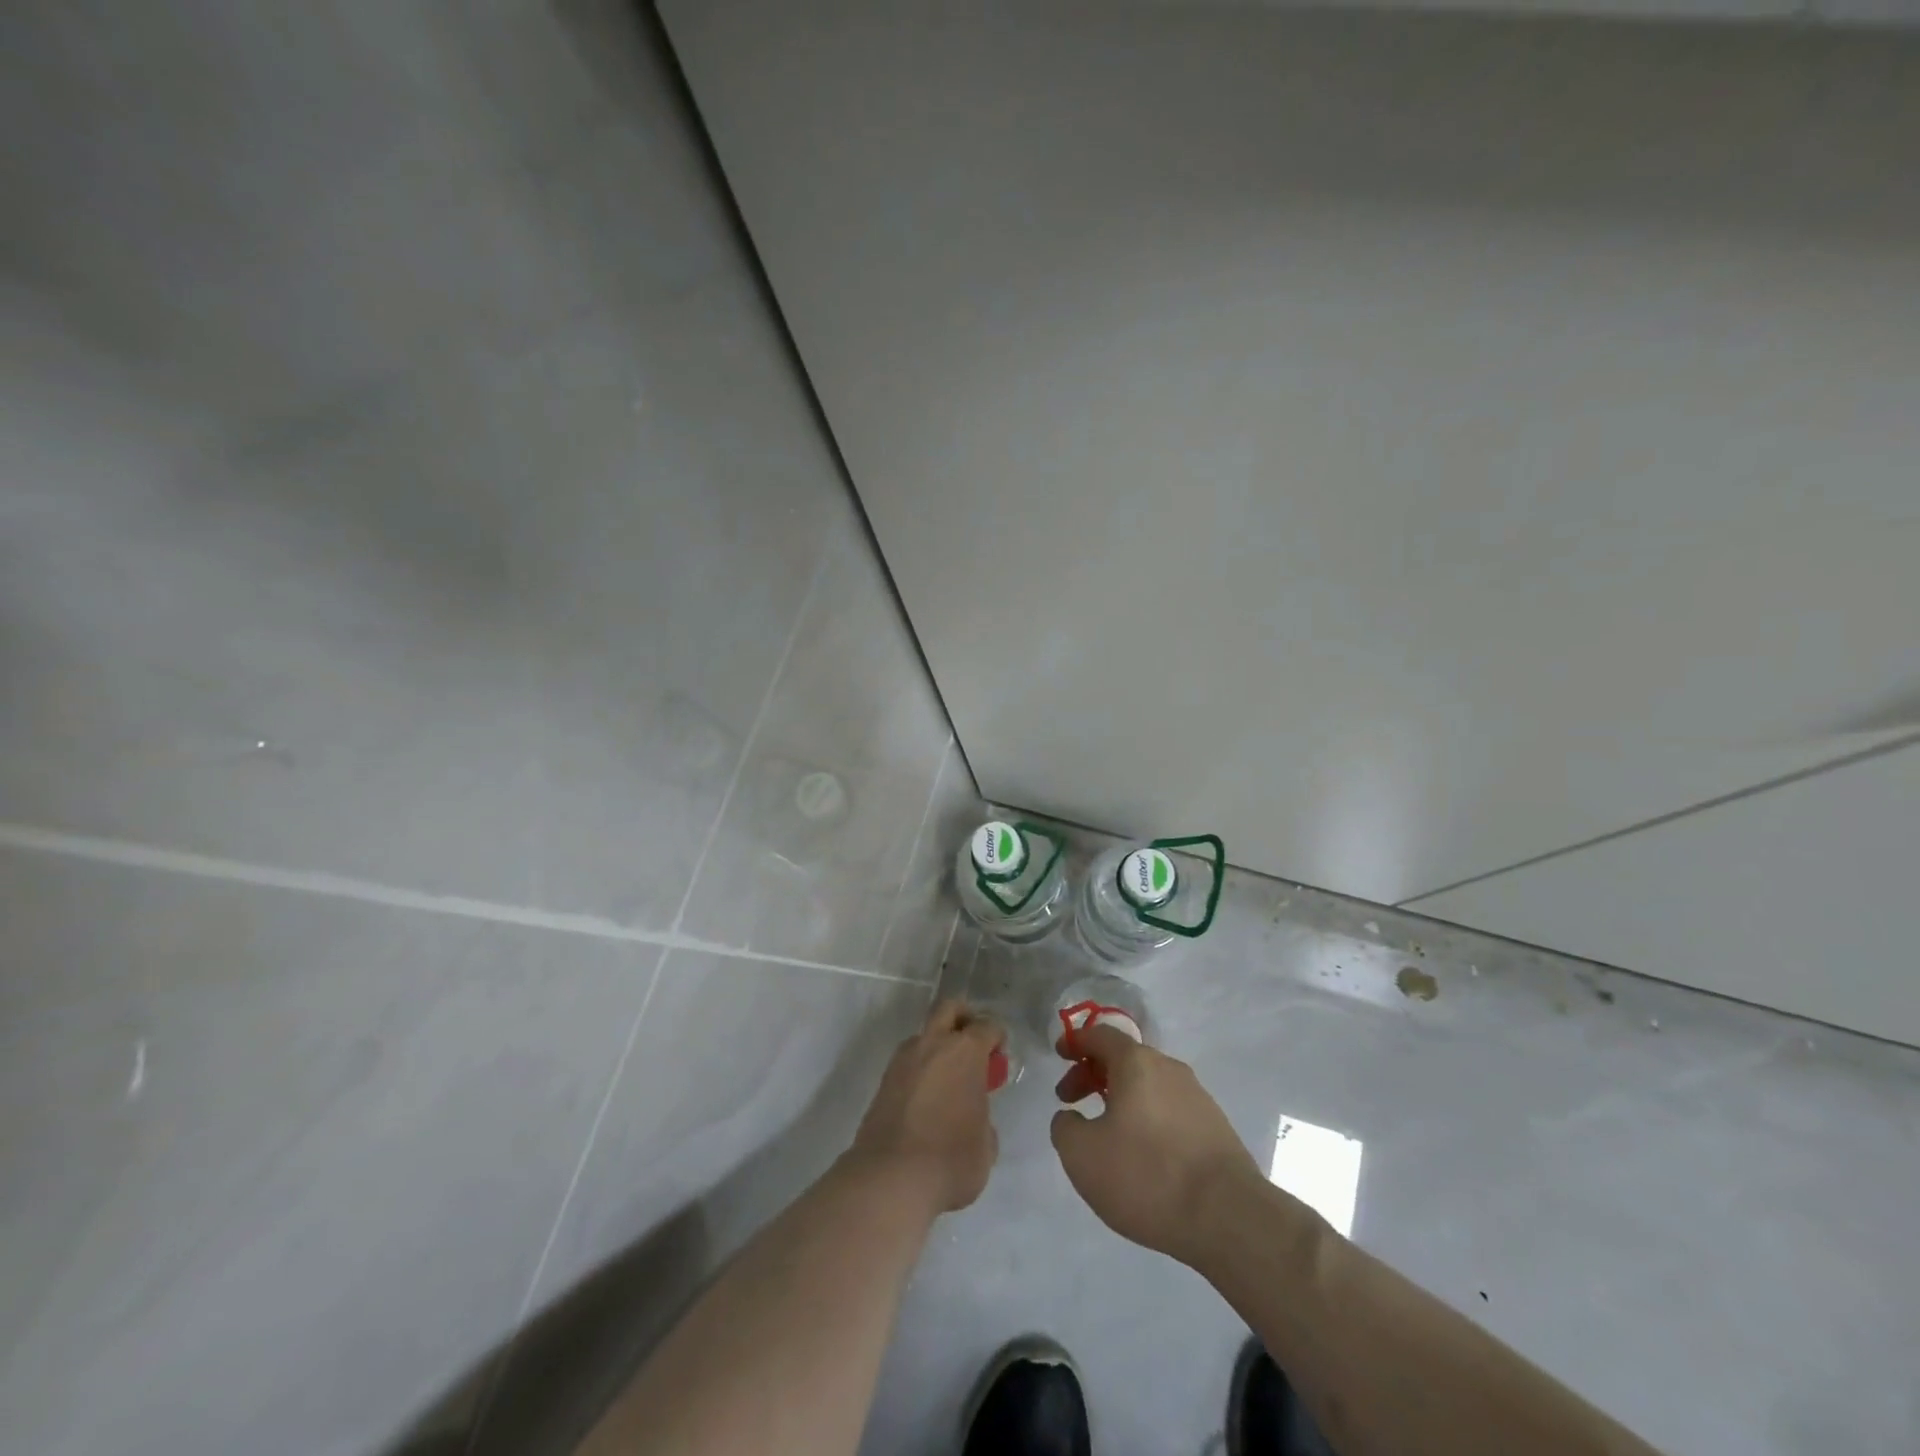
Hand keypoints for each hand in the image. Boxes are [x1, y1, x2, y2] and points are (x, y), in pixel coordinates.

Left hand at [848, 1000, 1004, 1214]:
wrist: (891, 1179)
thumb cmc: (951, 1159)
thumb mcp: (986, 1145)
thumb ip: (984, 1118)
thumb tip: (974, 1118)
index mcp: (965, 1051)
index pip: (987, 1026)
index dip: (997, 1038)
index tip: (999, 1057)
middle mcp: (932, 1044)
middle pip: (949, 1009)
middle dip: (964, 1018)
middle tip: (973, 1046)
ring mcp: (903, 1060)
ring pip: (924, 1035)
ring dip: (937, 1046)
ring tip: (948, 1080)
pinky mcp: (883, 1081)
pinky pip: (908, 1062)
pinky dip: (920, 1070)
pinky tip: (927, 1099)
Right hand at [1051, 1025, 1259, 1265]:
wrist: (1229, 1217)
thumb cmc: (1146, 1175)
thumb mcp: (1082, 1155)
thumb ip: (1064, 1127)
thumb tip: (1071, 1117)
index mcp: (1136, 1063)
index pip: (1100, 1035)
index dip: (1076, 1042)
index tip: (1060, 1055)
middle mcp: (1169, 1068)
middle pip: (1125, 1059)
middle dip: (1093, 1074)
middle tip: (1071, 1101)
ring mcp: (1197, 1097)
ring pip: (1148, 1085)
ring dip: (1121, 1098)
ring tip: (1106, 1133)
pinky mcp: (1216, 1127)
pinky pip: (1169, 1109)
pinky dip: (1146, 1118)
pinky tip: (1142, 1154)